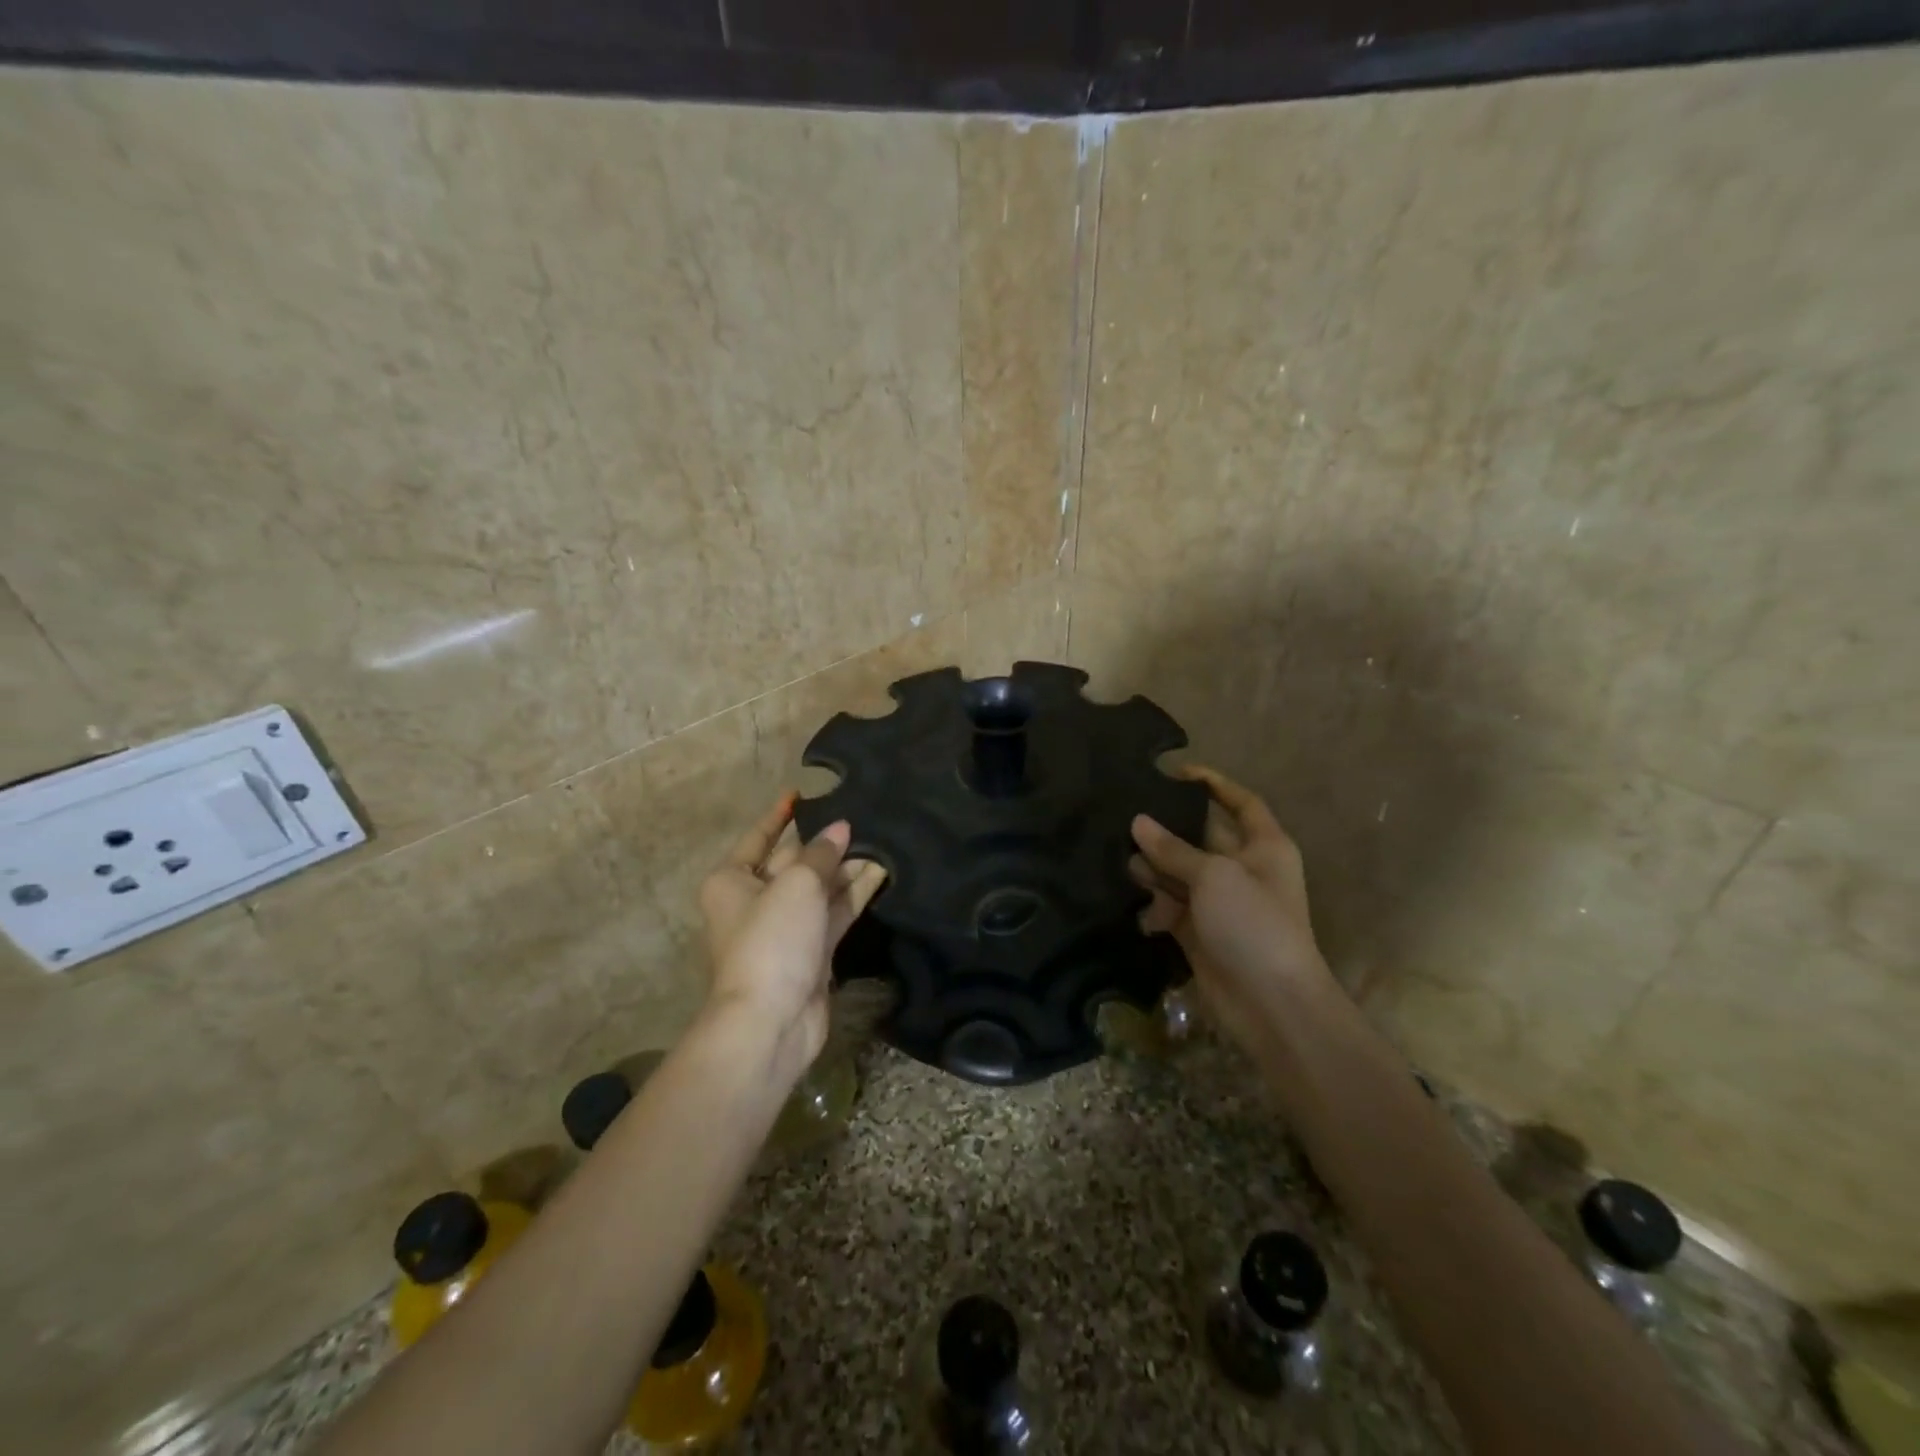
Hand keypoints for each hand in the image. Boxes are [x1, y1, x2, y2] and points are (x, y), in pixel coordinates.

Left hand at [697, 793, 887, 1087]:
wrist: (771, 1021)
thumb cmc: (771, 940)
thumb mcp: (796, 884)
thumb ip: (822, 854)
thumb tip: (841, 829)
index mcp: (733, 880)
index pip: (759, 836)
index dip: (780, 814)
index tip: (800, 792)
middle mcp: (755, 900)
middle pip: (793, 861)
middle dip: (824, 841)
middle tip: (860, 813)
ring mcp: (785, 928)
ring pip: (818, 887)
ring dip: (845, 866)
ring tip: (881, 837)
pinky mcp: (811, 951)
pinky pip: (834, 912)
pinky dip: (853, 894)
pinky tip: (881, 871)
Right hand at [1129, 766, 1332, 1043]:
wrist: (1270, 1004)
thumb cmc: (1253, 924)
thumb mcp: (1214, 876)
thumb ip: (1173, 849)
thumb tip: (1138, 822)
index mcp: (1264, 847)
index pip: (1242, 803)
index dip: (1215, 784)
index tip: (1177, 772)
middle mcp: (1243, 870)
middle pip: (1200, 837)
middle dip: (1166, 829)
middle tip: (1124, 815)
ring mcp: (1220, 903)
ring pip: (1179, 873)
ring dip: (1152, 867)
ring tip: (1118, 858)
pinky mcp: (1199, 932)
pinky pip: (1169, 907)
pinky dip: (1152, 904)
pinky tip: (1132, 902)